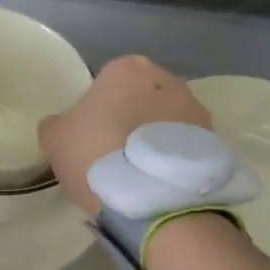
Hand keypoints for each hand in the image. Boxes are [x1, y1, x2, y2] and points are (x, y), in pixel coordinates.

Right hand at [37, 55, 212, 217]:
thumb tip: (64, 125)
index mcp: (127, 69)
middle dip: (131, 117)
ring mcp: (197, 111)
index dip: (97, 106)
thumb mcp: (54, 139)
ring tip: (138, 173)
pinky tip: (157, 184)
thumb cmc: (96, 156)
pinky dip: (172, 159)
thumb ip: (56, 124)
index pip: (107, 80)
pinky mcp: (215, 142)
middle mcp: (168, 80)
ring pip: (166, 120)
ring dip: (154, 138)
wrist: (152, 200)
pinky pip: (184, 147)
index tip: (90, 133)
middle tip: (113, 151)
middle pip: (142, 96)